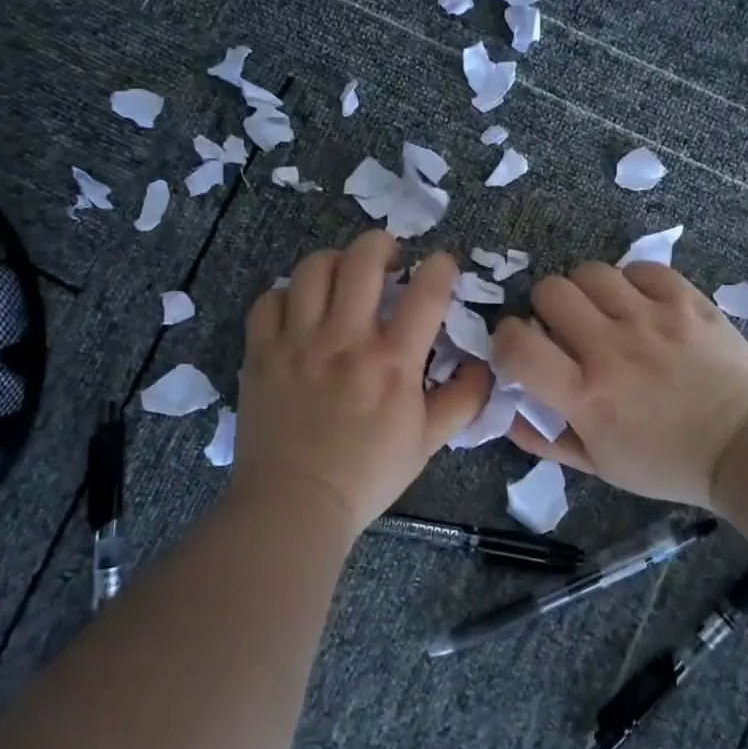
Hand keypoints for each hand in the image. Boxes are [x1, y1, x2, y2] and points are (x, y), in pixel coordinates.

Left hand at [231, 231, 490, 536]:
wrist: (294, 505)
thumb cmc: (367, 476)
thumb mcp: (427, 443)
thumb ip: (462, 401)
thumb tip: (486, 367)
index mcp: (392, 363)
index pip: (425, 292)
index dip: (440, 267)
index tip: (441, 265)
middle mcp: (345, 340)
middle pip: (363, 260)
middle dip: (383, 243)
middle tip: (390, 256)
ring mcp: (298, 343)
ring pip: (313, 269)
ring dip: (335, 261)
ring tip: (343, 275)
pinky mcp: (261, 353)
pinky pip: (270, 300)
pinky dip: (287, 294)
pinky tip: (299, 308)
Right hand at [491, 261, 747, 510]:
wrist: (746, 449)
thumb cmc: (667, 464)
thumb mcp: (597, 466)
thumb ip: (543, 439)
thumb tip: (506, 409)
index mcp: (585, 394)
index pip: (516, 344)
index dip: (505, 339)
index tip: (520, 347)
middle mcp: (612, 348)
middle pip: (550, 290)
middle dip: (546, 307)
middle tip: (565, 327)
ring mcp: (652, 319)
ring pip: (591, 271)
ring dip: (587, 291)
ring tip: (604, 311)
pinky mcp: (687, 302)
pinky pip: (641, 268)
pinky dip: (632, 283)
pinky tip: (641, 305)